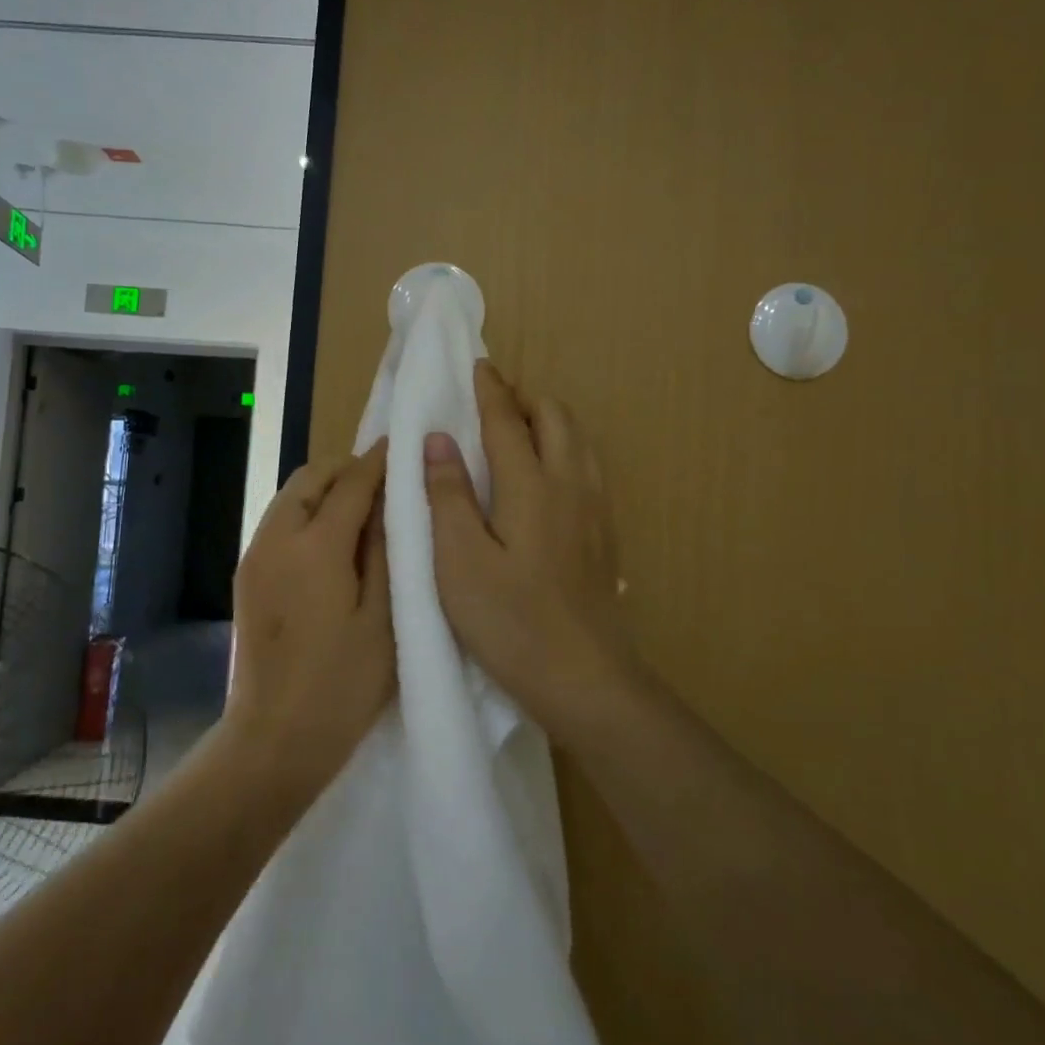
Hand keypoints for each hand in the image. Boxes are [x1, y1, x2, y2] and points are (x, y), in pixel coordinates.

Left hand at [226, 442, 393, 791]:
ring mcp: (255, 555)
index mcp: (316, 546)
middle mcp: (277, 537)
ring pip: (290, 496)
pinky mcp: (245, 575)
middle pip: (311, 477)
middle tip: (383, 484)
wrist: (274, 738)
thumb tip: (388, 501)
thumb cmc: (343, 685)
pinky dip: (305, 513)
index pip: (352, 482)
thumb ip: (385, 550)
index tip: (403, 445)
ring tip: (360, 511)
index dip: (379, 461)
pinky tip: (330, 542)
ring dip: (323, 490)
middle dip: (347, 469)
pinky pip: (278, 522)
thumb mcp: (384, 618)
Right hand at [425, 362, 635, 744]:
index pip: (508, 420)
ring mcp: (595, 510)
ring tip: (519, 429)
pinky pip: (588, 468)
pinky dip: (566, 449)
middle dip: (524, 398)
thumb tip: (438, 439)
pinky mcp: (605, 535)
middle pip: (555, 418)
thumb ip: (448, 495)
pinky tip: (549, 476)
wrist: (586, 679)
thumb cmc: (511, 621)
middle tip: (492, 401)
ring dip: (549, 421)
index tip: (478, 366)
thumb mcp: (459, 561)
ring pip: (578, 441)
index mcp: (531, 485)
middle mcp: (570, 485)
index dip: (490, 390)